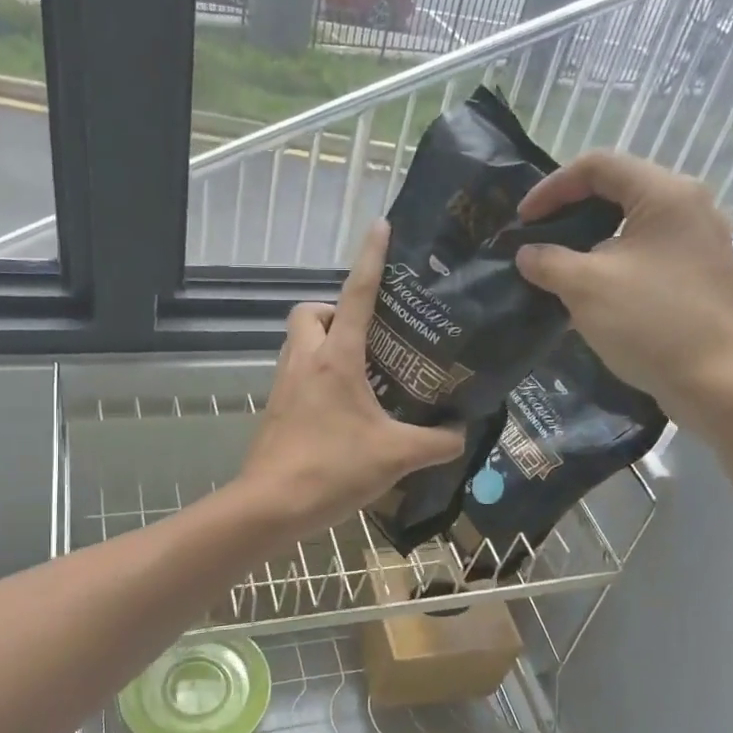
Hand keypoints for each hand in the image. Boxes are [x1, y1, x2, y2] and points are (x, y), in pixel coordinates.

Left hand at [241, 221, 466, 535]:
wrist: (271, 505)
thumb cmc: (332, 469)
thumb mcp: (396, 456)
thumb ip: (437, 442)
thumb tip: (461, 432)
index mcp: (336, 358)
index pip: (355, 294)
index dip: (370, 258)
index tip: (380, 227)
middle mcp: (305, 361)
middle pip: (308, 312)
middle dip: (333, 311)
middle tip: (367, 336)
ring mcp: (284, 384)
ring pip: (297, 341)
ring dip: (323, 342)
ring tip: (361, 369)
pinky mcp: (275, 409)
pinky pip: (294, 372)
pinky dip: (315, 374)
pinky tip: (341, 407)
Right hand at [514, 151, 732, 434]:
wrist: (716, 382)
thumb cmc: (651, 323)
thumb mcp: (585, 287)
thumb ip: (548, 262)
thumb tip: (528, 254)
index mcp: (665, 194)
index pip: (598, 166)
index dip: (552, 187)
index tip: (522, 221)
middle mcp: (689, 206)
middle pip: (618, 190)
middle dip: (570, 212)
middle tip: (538, 239)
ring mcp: (699, 241)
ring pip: (633, 224)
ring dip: (590, 240)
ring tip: (559, 266)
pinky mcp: (700, 274)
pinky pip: (648, 252)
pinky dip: (614, 261)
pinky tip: (592, 290)